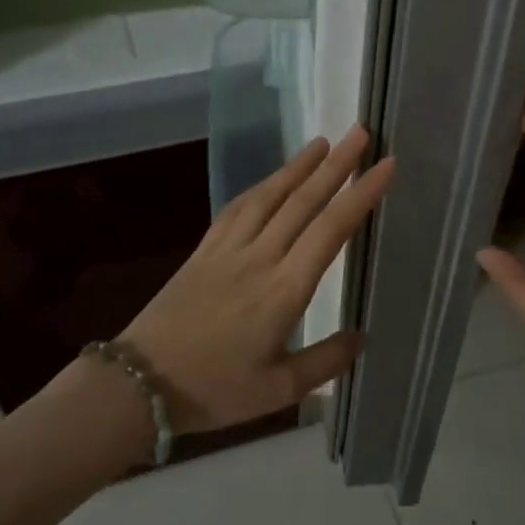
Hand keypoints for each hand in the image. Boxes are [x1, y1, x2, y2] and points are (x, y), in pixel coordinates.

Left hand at [121, 125, 395, 433]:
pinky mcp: (203, 251)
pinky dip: (259, 187)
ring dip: (297, 166)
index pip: (331, 230)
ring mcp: (227, 250)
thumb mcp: (279, 390)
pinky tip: (270, 180)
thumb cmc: (214, 391)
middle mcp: (259, 258)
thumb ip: (325, 362)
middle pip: (303, 201)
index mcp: (284, 290)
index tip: (385, 165)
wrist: (139, 382)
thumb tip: (361, 337)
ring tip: (322, 143)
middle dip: (336, 165)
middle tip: (360, 133)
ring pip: (268, 196)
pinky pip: (236, 208)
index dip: (360, 194)